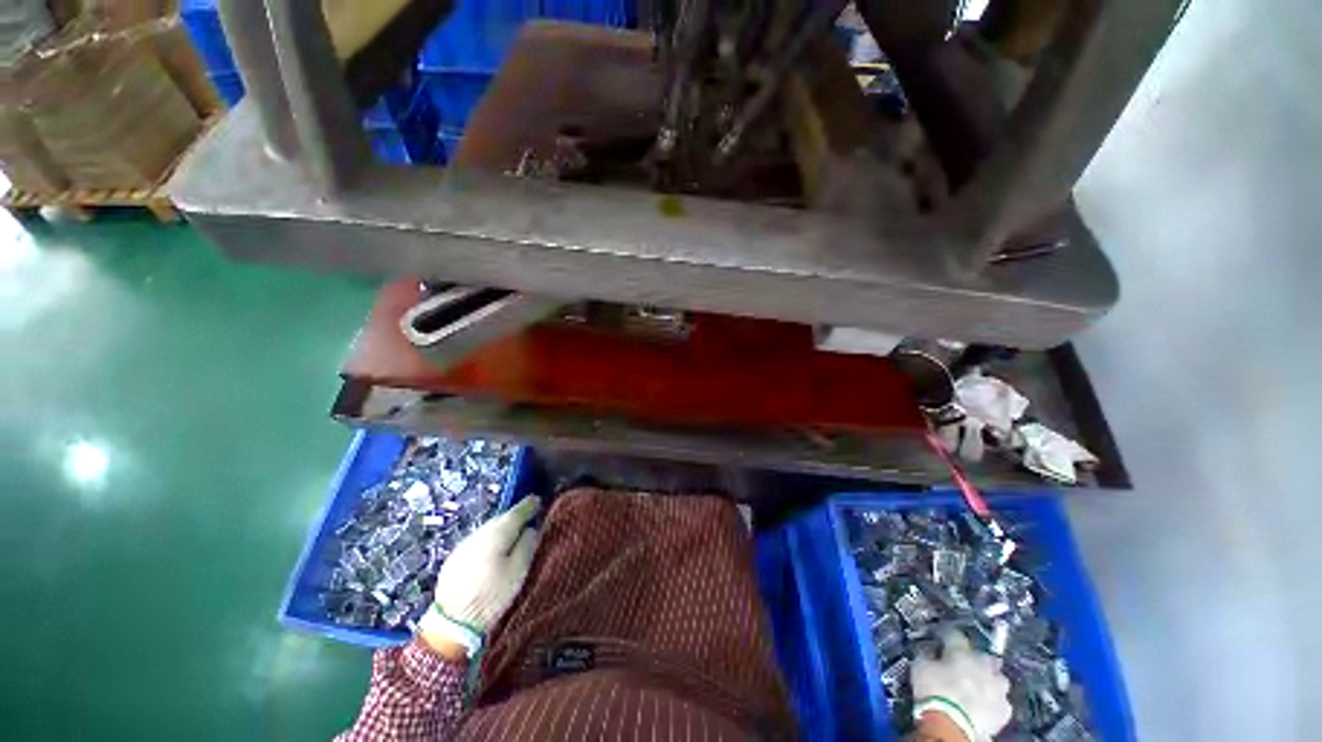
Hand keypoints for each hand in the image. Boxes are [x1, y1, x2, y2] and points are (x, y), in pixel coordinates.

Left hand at [417, 496, 542, 657]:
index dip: (530, 505)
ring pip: (489, 529)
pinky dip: (489, 541)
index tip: (539, 501)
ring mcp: (465, 544)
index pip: (518, 511)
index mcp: (498, 532)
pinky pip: (478, 541)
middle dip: (516, 517)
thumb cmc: (492, 595)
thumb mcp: (519, 570)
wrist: (452, 622)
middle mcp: (480, 532)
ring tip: (512, 537)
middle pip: (502, 518)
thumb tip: (530, 528)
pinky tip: (492, 553)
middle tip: (529, 520)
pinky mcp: (455, 557)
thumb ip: (527, 544)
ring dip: (502, 530)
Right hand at [912, 631, 1011, 741]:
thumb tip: (929, 651)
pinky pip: (1000, 701)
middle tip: (963, 666)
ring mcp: (998, 688)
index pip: (954, 634)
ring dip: (989, 681)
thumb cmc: (933, 691)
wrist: (952, 725)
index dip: (945, 635)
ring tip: (977, 688)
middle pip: (983, 656)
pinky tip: (983, 706)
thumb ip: (927, 655)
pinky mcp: (1005, 710)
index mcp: (961, 651)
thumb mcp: (920, 666)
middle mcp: (984, 664)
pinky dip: (992, 701)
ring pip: (997, 678)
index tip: (939, 639)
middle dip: (976, 660)